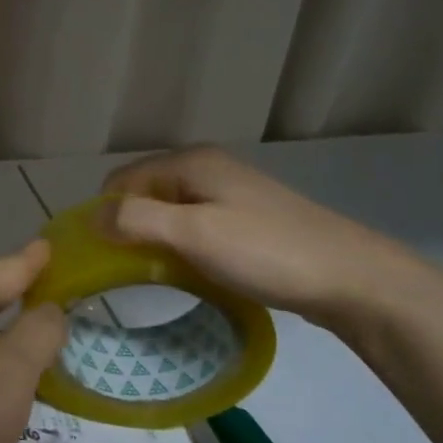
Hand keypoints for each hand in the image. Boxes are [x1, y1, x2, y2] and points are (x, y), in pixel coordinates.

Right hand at [101, 146, 432, 329]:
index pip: (122, 178)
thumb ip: (138, 220)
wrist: (351, 279)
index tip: (96, 254)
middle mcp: (208, 168)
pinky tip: (187, 271)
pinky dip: (180, 245)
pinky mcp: (246, 219)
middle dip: (127, 225)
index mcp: (191, 162)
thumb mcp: (194, 234)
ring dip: (154, 238)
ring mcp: (230, 193)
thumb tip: (91, 218)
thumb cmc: (266, 251)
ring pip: (170, 211)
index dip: (104, 212)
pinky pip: (195, 225)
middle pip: (145, 192)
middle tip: (121, 268)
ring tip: (150, 274)